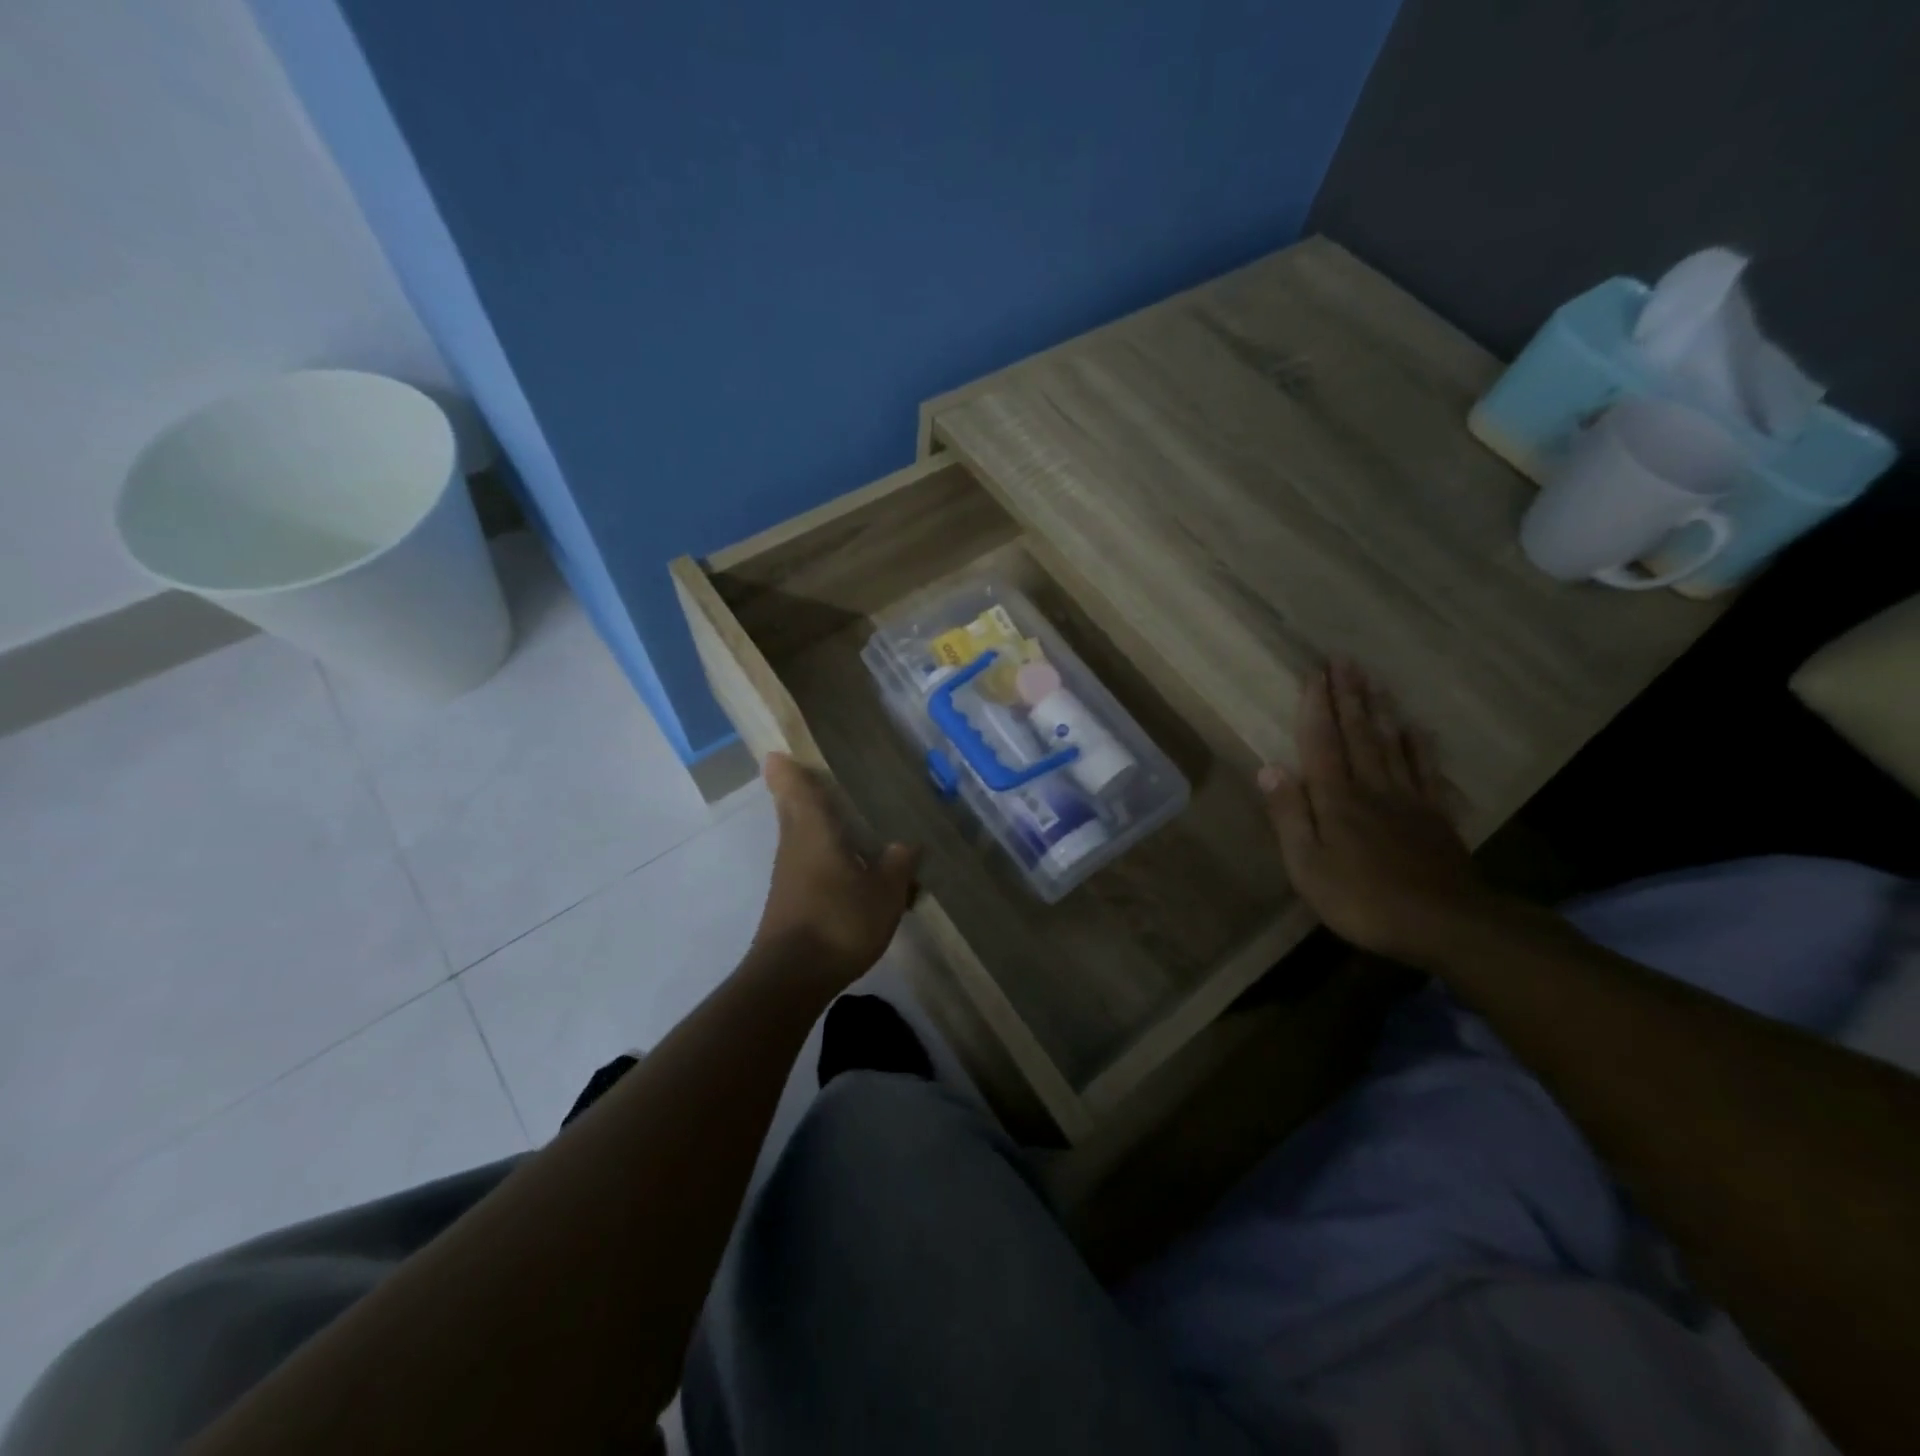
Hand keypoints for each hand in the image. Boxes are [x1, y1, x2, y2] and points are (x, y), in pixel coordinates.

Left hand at [751, 753, 920, 984]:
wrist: (792, 977)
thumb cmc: (839, 921)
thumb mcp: (885, 893)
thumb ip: (899, 864)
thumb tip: (907, 844)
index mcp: (814, 831)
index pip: (794, 788)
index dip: (788, 769)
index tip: (781, 752)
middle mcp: (794, 846)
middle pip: (792, 809)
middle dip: (799, 793)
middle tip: (818, 780)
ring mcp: (788, 876)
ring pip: (800, 838)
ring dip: (816, 827)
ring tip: (848, 824)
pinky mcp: (789, 901)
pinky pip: (808, 865)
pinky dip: (825, 858)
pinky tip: (851, 873)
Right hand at [1259, 661, 1500, 964]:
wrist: (1444, 924)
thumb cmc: (1362, 899)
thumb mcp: (1307, 865)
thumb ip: (1289, 815)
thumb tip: (1269, 767)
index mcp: (1336, 799)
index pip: (1322, 743)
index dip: (1316, 707)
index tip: (1314, 673)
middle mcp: (1372, 788)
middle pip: (1358, 734)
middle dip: (1349, 696)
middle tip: (1345, 660)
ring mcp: (1408, 800)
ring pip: (1391, 745)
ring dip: (1380, 710)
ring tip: (1374, 680)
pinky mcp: (1435, 817)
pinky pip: (1427, 772)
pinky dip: (1421, 747)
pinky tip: (1418, 728)